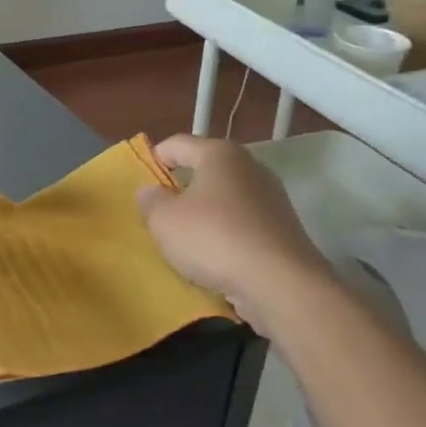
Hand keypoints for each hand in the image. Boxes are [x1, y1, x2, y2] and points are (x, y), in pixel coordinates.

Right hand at [136, 134, 335, 323]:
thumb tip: (151, 191)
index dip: (156, 158)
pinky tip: (215, 257)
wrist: (280, 283)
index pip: (178, 143)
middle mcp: (250, 167)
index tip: (142, 181)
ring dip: (206, 213)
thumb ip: (151, 201)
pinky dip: (227, 234)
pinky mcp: (283, 229)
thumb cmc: (214, 238)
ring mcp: (272, 198)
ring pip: (227, 198)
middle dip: (183, 187)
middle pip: (207, 169)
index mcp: (219, 154)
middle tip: (162, 211)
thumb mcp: (164, 221)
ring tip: (186, 238)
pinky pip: (244, 224)